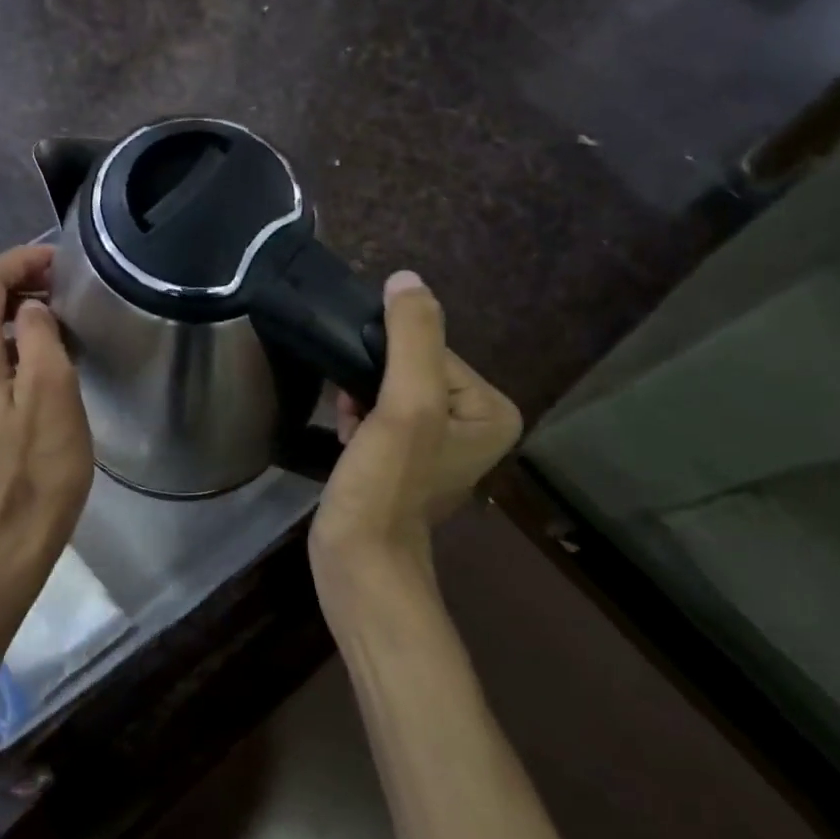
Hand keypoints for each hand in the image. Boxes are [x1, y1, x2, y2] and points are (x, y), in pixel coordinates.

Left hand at [0, 245, 92, 562]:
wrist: (11, 534)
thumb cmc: (39, 468)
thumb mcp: (52, 396)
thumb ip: (40, 338)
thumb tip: (32, 308)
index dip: (16, 262)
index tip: (58, 261)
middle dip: (5, 276)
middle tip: (53, 280)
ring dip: (4, 303)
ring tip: (51, 307)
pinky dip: (3, 332)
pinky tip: (39, 348)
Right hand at [310, 271, 521, 586]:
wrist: (358, 559)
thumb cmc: (388, 483)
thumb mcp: (407, 404)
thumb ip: (413, 338)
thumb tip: (406, 279)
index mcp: (491, 410)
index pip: (434, 351)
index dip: (392, 361)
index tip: (368, 390)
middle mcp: (473, 425)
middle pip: (412, 370)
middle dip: (375, 382)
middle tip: (355, 410)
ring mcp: (437, 446)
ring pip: (391, 392)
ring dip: (361, 400)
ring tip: (352, 430)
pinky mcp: (404, 462)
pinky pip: (381, 417)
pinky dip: (359, 420)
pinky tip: (348, 438)